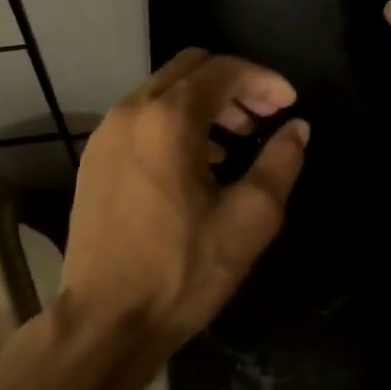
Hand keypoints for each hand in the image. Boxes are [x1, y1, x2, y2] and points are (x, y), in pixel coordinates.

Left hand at [59, 50, 308, 369]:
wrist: (105, 320)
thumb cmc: (182, 272)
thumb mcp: (249, 220)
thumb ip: (280, 163)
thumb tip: (297, 128)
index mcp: (168, 120)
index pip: (223, 70)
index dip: (264, 80)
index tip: (289, 105)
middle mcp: (130, 113)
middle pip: (189, 70)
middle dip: (233, 85)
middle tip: (264, 119)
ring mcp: (104, 136)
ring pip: (162, 93)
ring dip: (203, 104)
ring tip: (234, 143)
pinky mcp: (93, 161)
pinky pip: (140, 121)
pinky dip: (174, 124)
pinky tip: (196, 164)